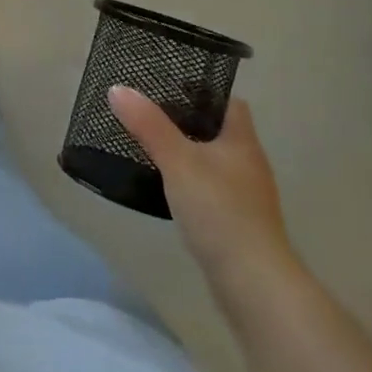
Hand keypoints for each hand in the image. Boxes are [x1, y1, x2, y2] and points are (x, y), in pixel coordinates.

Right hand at [108, 85, 297, 279]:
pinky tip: (169, 190)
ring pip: (214, 163)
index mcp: (242, 141)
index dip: (203, 91)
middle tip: (150, 115)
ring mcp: (247, 197)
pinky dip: (192, 185)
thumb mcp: (178, 161)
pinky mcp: (238, 225)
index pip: (229, 102)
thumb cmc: (220, 211)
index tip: (170, 87)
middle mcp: (249, 164)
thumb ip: (149, 126)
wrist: (254, 284)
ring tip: (153, 148)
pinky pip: (212, 191)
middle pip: (219, 132)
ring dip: (189, 155)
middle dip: (189, 122)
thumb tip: (118, 89)